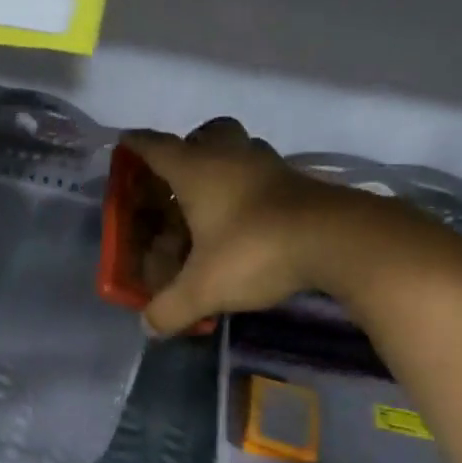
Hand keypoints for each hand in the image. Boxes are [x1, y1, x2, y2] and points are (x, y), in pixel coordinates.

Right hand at [123, 120, 456, 334]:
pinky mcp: (299, 181)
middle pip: (204, 134)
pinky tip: (249, 217)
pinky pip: (265, 173)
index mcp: (196, 170)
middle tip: (178, 178)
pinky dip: (251, 187)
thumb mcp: (203, 288)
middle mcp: (231, 157)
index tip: (124, 144)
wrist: (338, 240)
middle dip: (187, 149)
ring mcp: (269, 165)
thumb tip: (148, 327)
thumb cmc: (254, 250)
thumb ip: (170, 308)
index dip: (135, 146)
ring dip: (224, 165)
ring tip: (213, 200)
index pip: (154, 146)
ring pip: (240, 149)